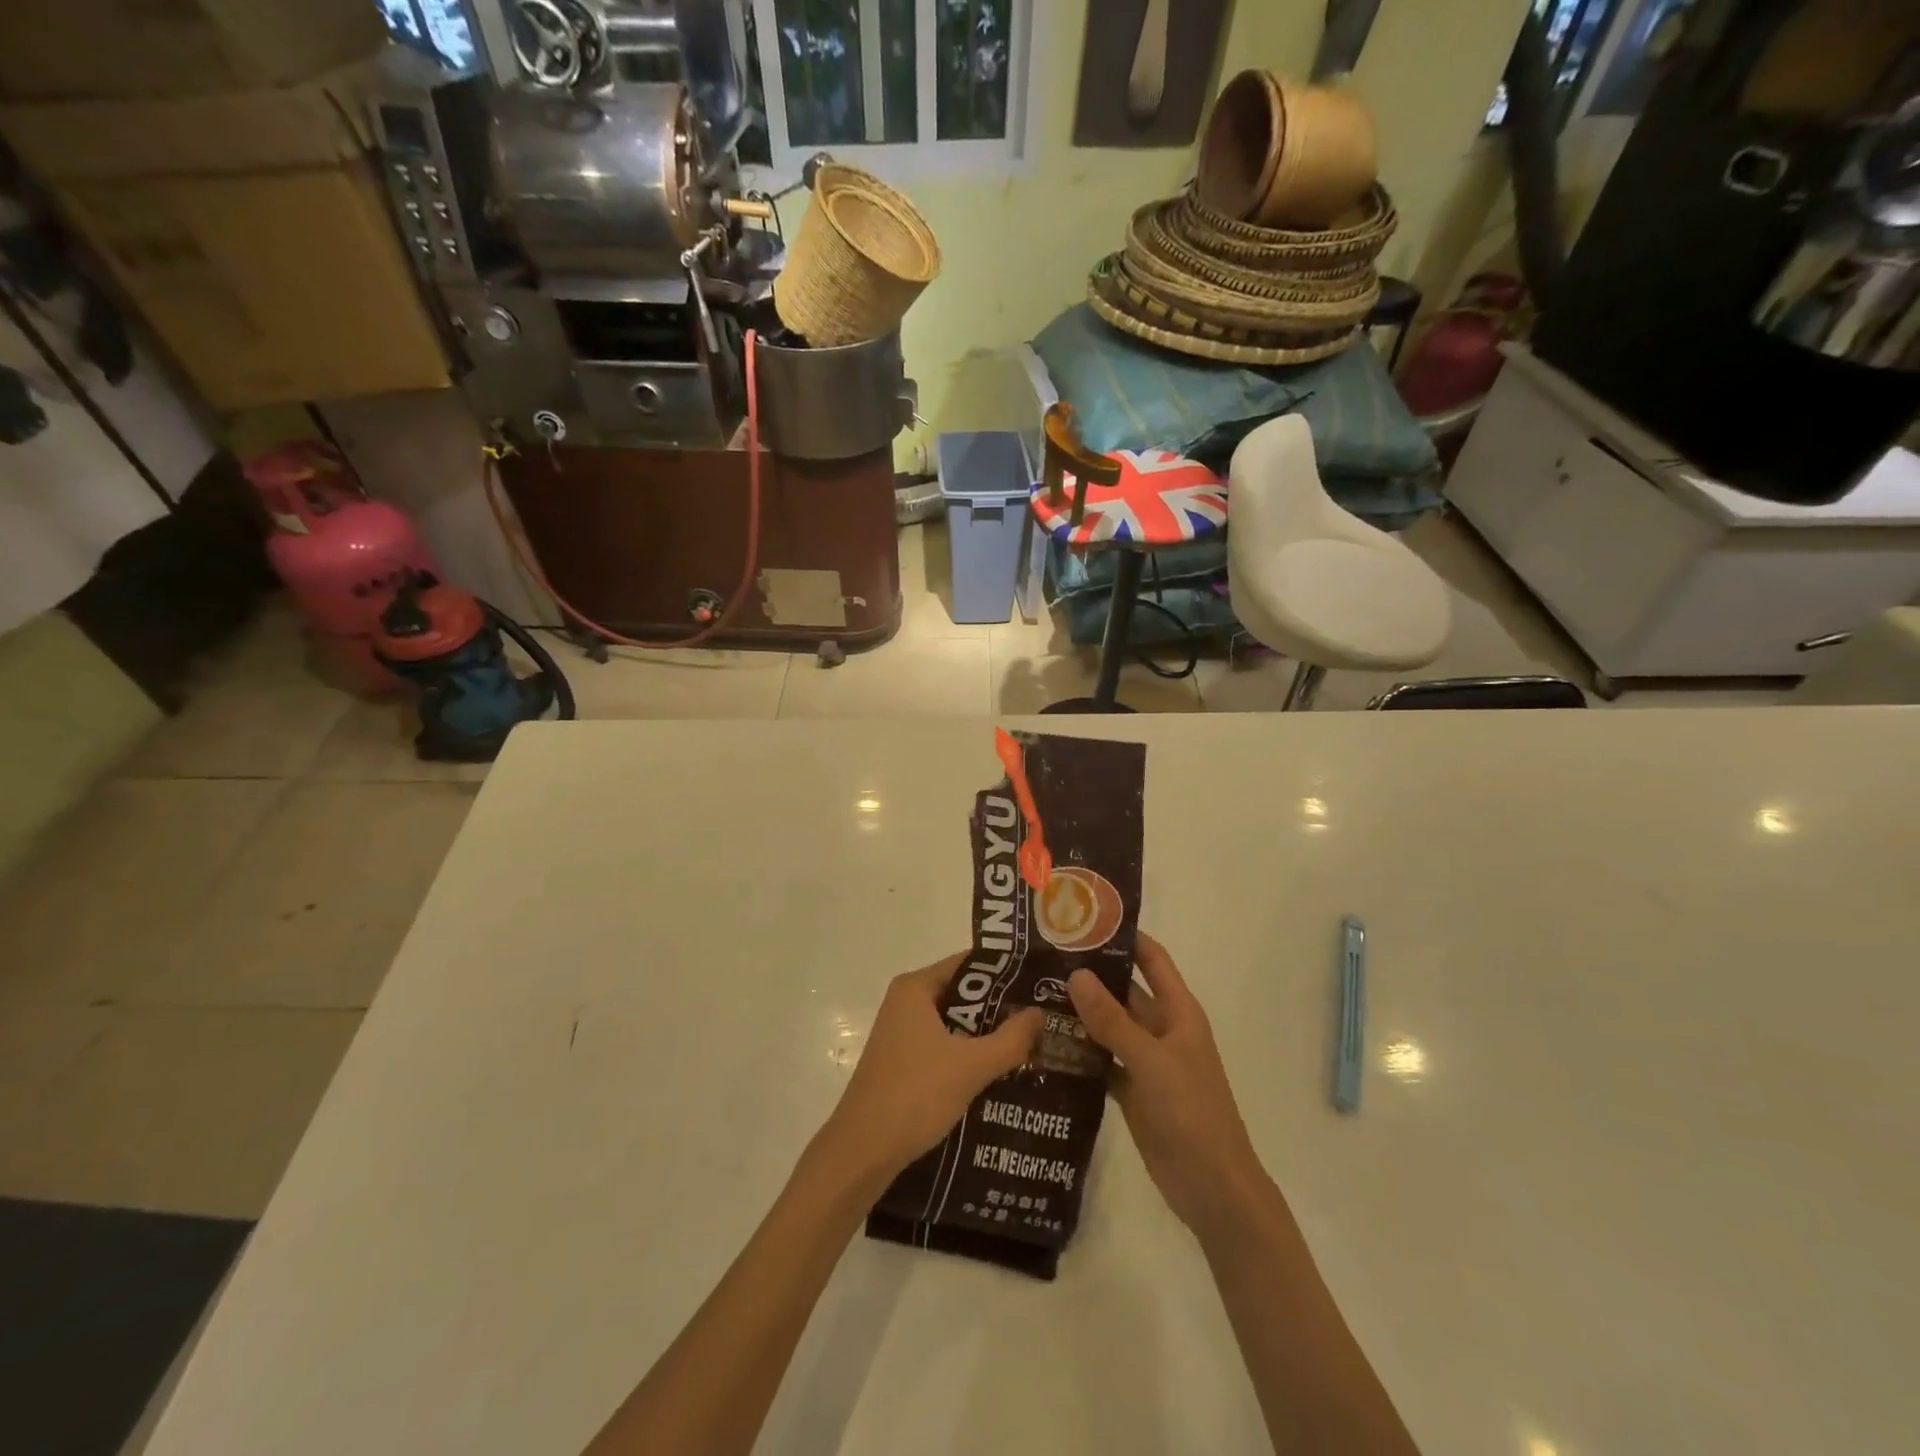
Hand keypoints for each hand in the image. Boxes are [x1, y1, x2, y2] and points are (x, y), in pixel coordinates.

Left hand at [818, 954, 1042, 1193]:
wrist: (862, 1152)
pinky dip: (969, 1055)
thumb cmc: (914, 1095)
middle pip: (963, 993)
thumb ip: (1010, 1039)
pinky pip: (944, 1046)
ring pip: (955, 1024)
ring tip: (1030, 1045)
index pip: (969, 963)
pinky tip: (999, 1073)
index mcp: (915, 988)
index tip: (1039, 983)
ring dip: (986, 1035)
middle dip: (1000, 1007)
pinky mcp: (903, 1062)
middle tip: (1042, 1017)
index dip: (1006, 972)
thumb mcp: (971, 1066)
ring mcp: (902, 1034)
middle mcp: (906, 1003)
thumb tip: (1039, 1013)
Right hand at [1069, 932, 1264, 1236]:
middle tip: (1042, 958)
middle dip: (1090, 975)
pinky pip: (1101, 1060)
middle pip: (1123, 990)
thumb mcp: (1151, 1061)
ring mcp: (1146, 1060)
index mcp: (1178, 1011)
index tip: (1082, 919)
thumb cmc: (1191, 1113)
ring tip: (1033, 994)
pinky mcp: (1132, 1090)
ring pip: (1109, 1026)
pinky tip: (1045, 1043)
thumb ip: (1113, 1020)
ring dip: (1080, 1013)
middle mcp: (1161, 1029)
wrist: (1213, 1189)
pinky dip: (1079, 1052)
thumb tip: (1076, 974)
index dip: (1124, 936)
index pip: (1151, 959)